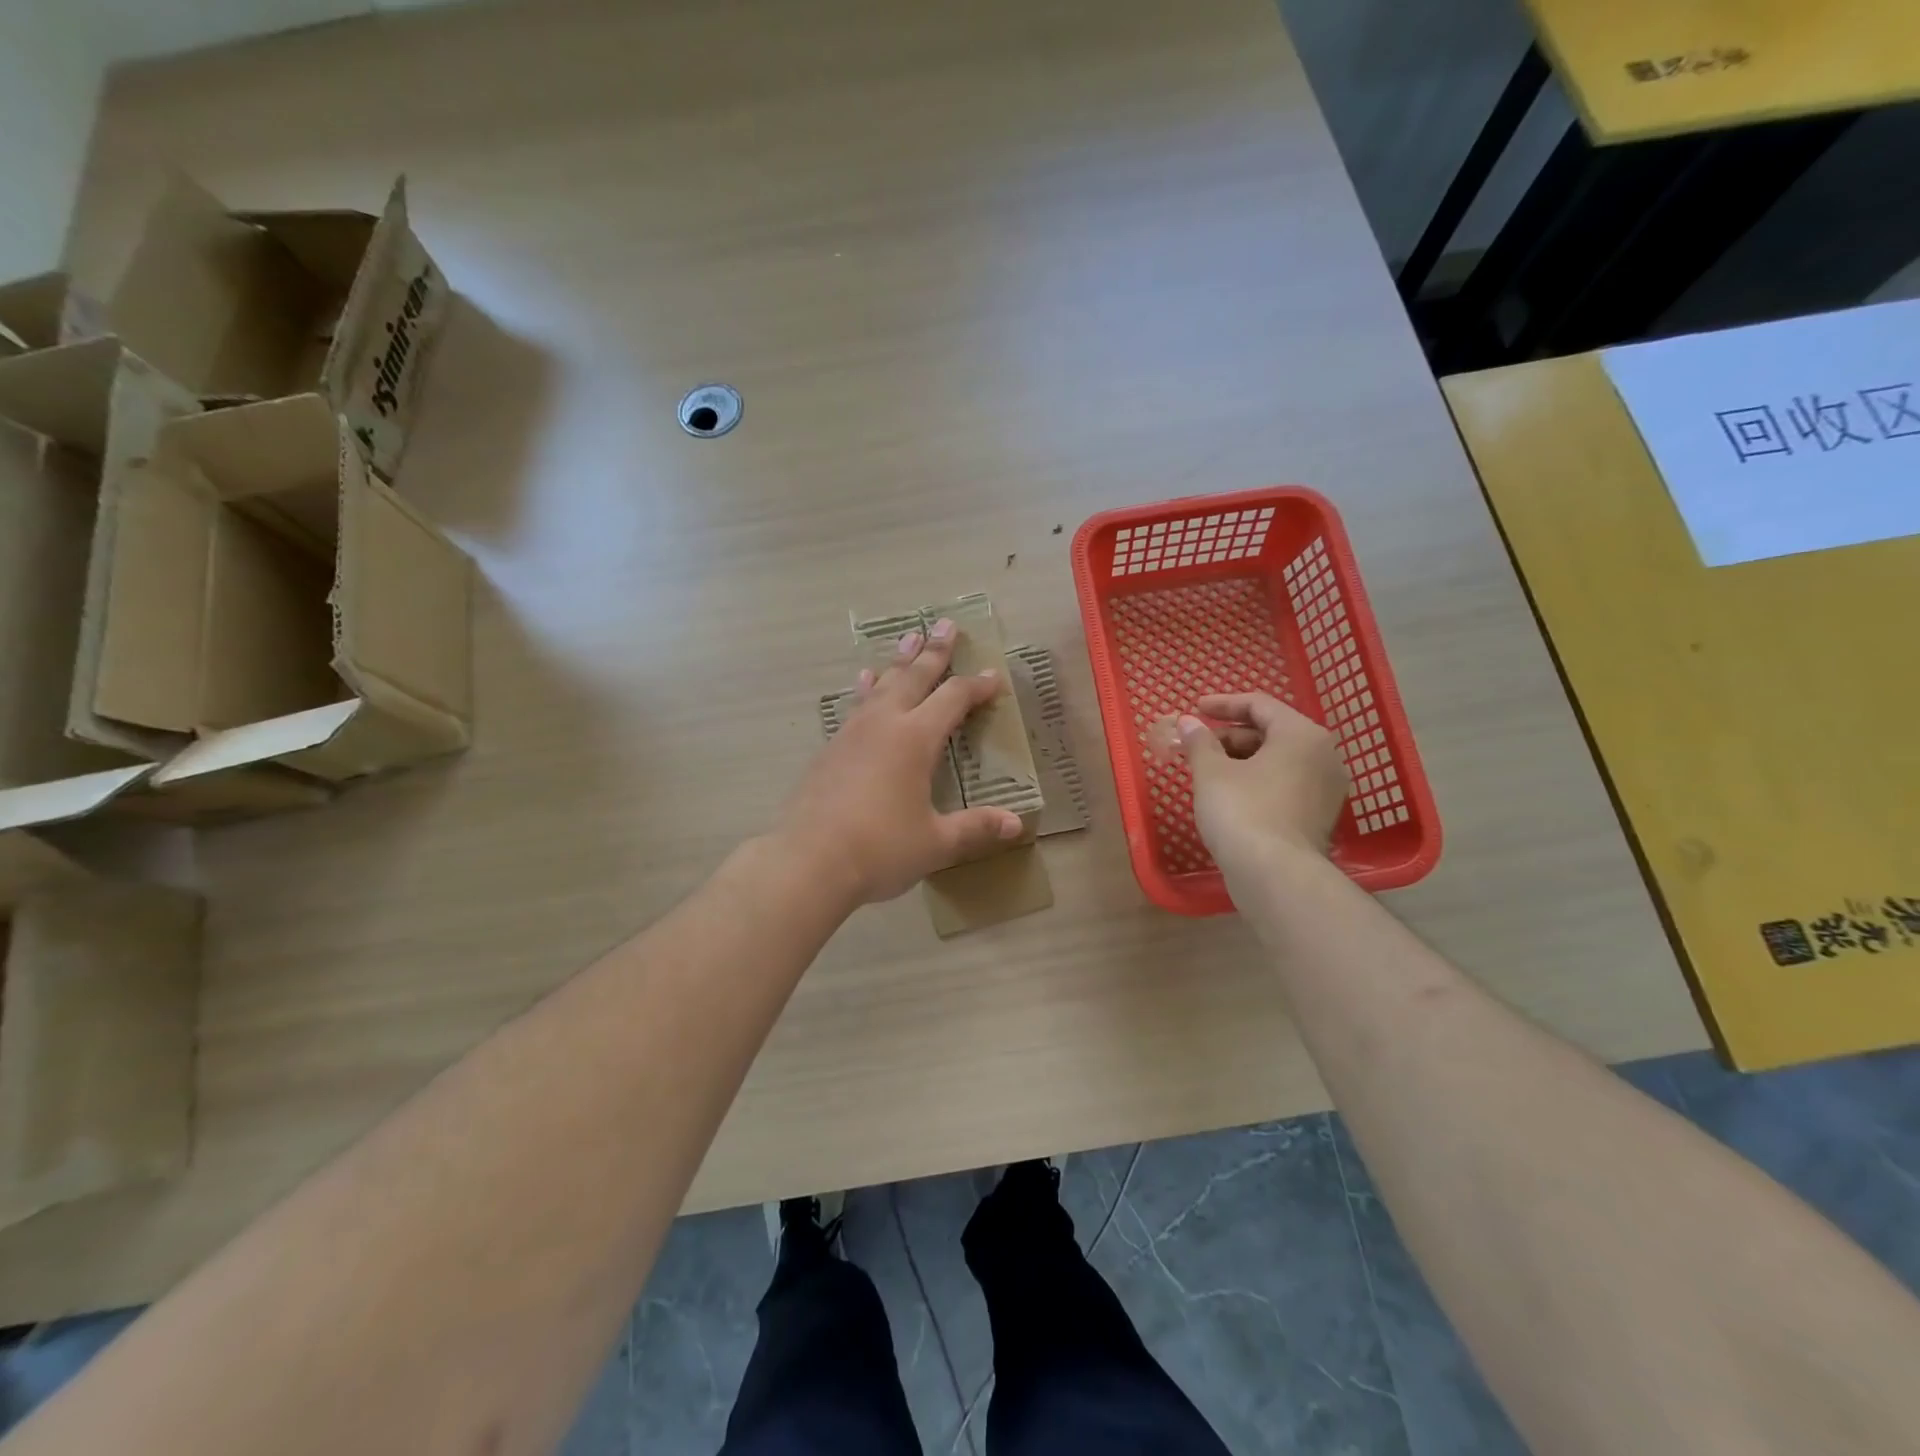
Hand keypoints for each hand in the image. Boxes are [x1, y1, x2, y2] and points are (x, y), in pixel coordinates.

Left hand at [778, 618, 1024, 906]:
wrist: (808, 862)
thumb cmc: (879, 849)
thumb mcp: (935, 842)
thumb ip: (975, 828)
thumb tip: (1016, 824)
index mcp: (915, 739)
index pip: (953, 700)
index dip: (976, 686)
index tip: (993, 676)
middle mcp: (884, 724)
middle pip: (914, 677)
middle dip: (934, 651)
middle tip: (945, 624)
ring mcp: (852, 733)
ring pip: (882, 685)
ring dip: (899, 661)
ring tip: (908, 637)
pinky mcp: (831, 748)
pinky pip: (856, 705)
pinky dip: (867, 689)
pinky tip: (865, 682)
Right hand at [1177, 693, 1349, 877]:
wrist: (1275, 876)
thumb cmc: (1242, 811)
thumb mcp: (1211, 772)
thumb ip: (1199, 741)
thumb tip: (1189, 723)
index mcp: (1302, 734)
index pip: (1259, 705)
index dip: (1222, 704)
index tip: (1194, 709)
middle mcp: (1323, 755)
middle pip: (1270, 732)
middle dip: (1228, 735)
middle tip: (1194, 745)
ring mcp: (1325, 789)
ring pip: (1278, 760)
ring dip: (1240, 759)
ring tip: (1206, 769)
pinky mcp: (1318, 816)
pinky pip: (1284, 784)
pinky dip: (1256, 780)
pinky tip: (1228, 793)